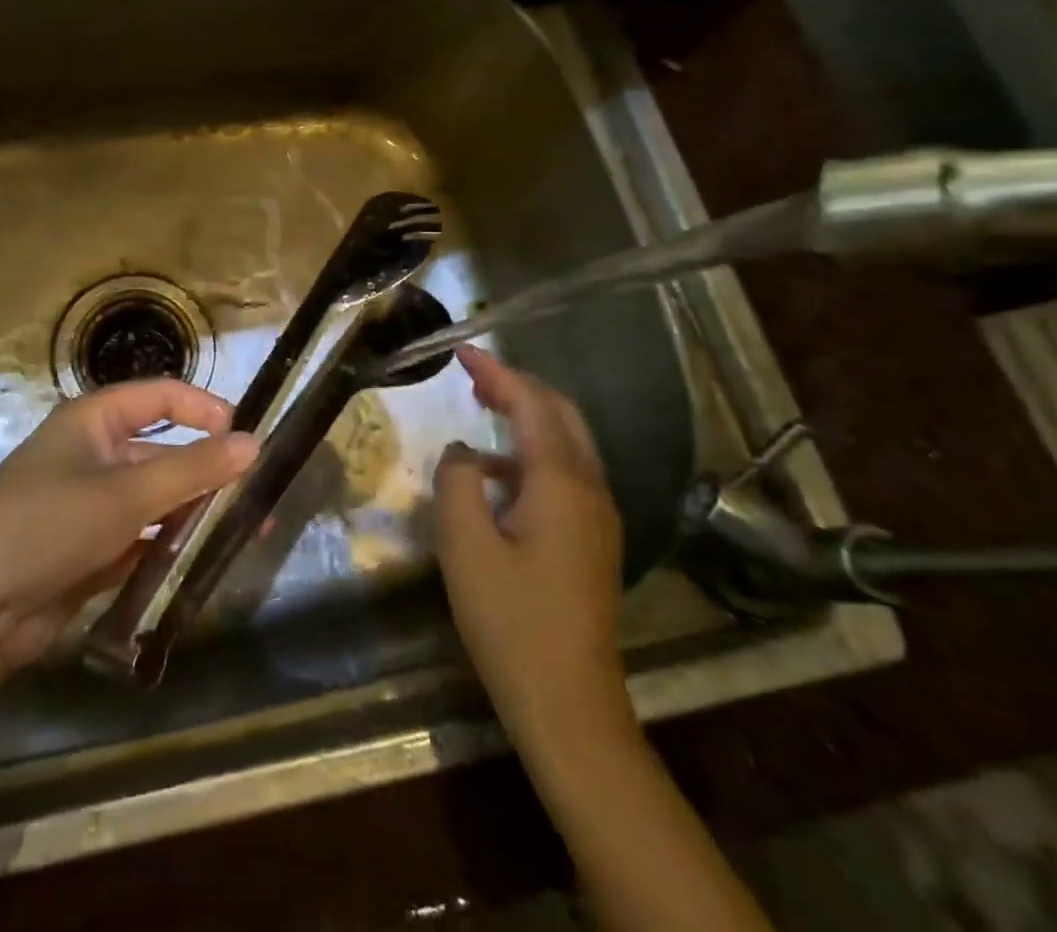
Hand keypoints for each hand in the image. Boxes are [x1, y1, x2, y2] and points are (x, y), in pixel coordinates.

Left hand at [0, 379, 258, 677]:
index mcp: (93, 421)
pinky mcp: (88, 550)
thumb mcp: (125, 495)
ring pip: (155, 499)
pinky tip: (202, 563)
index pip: (160, 397)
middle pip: (163, 452)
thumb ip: (192, 470)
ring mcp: (90, 505)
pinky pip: (140, 539)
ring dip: (194, 514)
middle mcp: (92, 455)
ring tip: (244, 533)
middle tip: (258, 499)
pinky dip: (168, 548)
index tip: (247, 436)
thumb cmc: (46, 526)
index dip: (204, 409)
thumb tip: (255, 443)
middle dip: (208, 473)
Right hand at [434, 345, 630, 747]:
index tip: (462, 351)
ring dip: (528, 416)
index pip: (532, 405)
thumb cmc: (510, 620)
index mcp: (562, 483)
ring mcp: (599, 517)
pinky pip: (566, 473)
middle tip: (473, 373)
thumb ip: (457, 480)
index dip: (497, 372)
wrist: (569, 705)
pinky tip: (497, 474)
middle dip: (518, 386)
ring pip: (567, 443)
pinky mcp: (594, 541)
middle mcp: (591, 489)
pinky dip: (533, 452)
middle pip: (561, 415)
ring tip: (484, 407)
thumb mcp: (464, 544)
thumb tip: (465, 453)